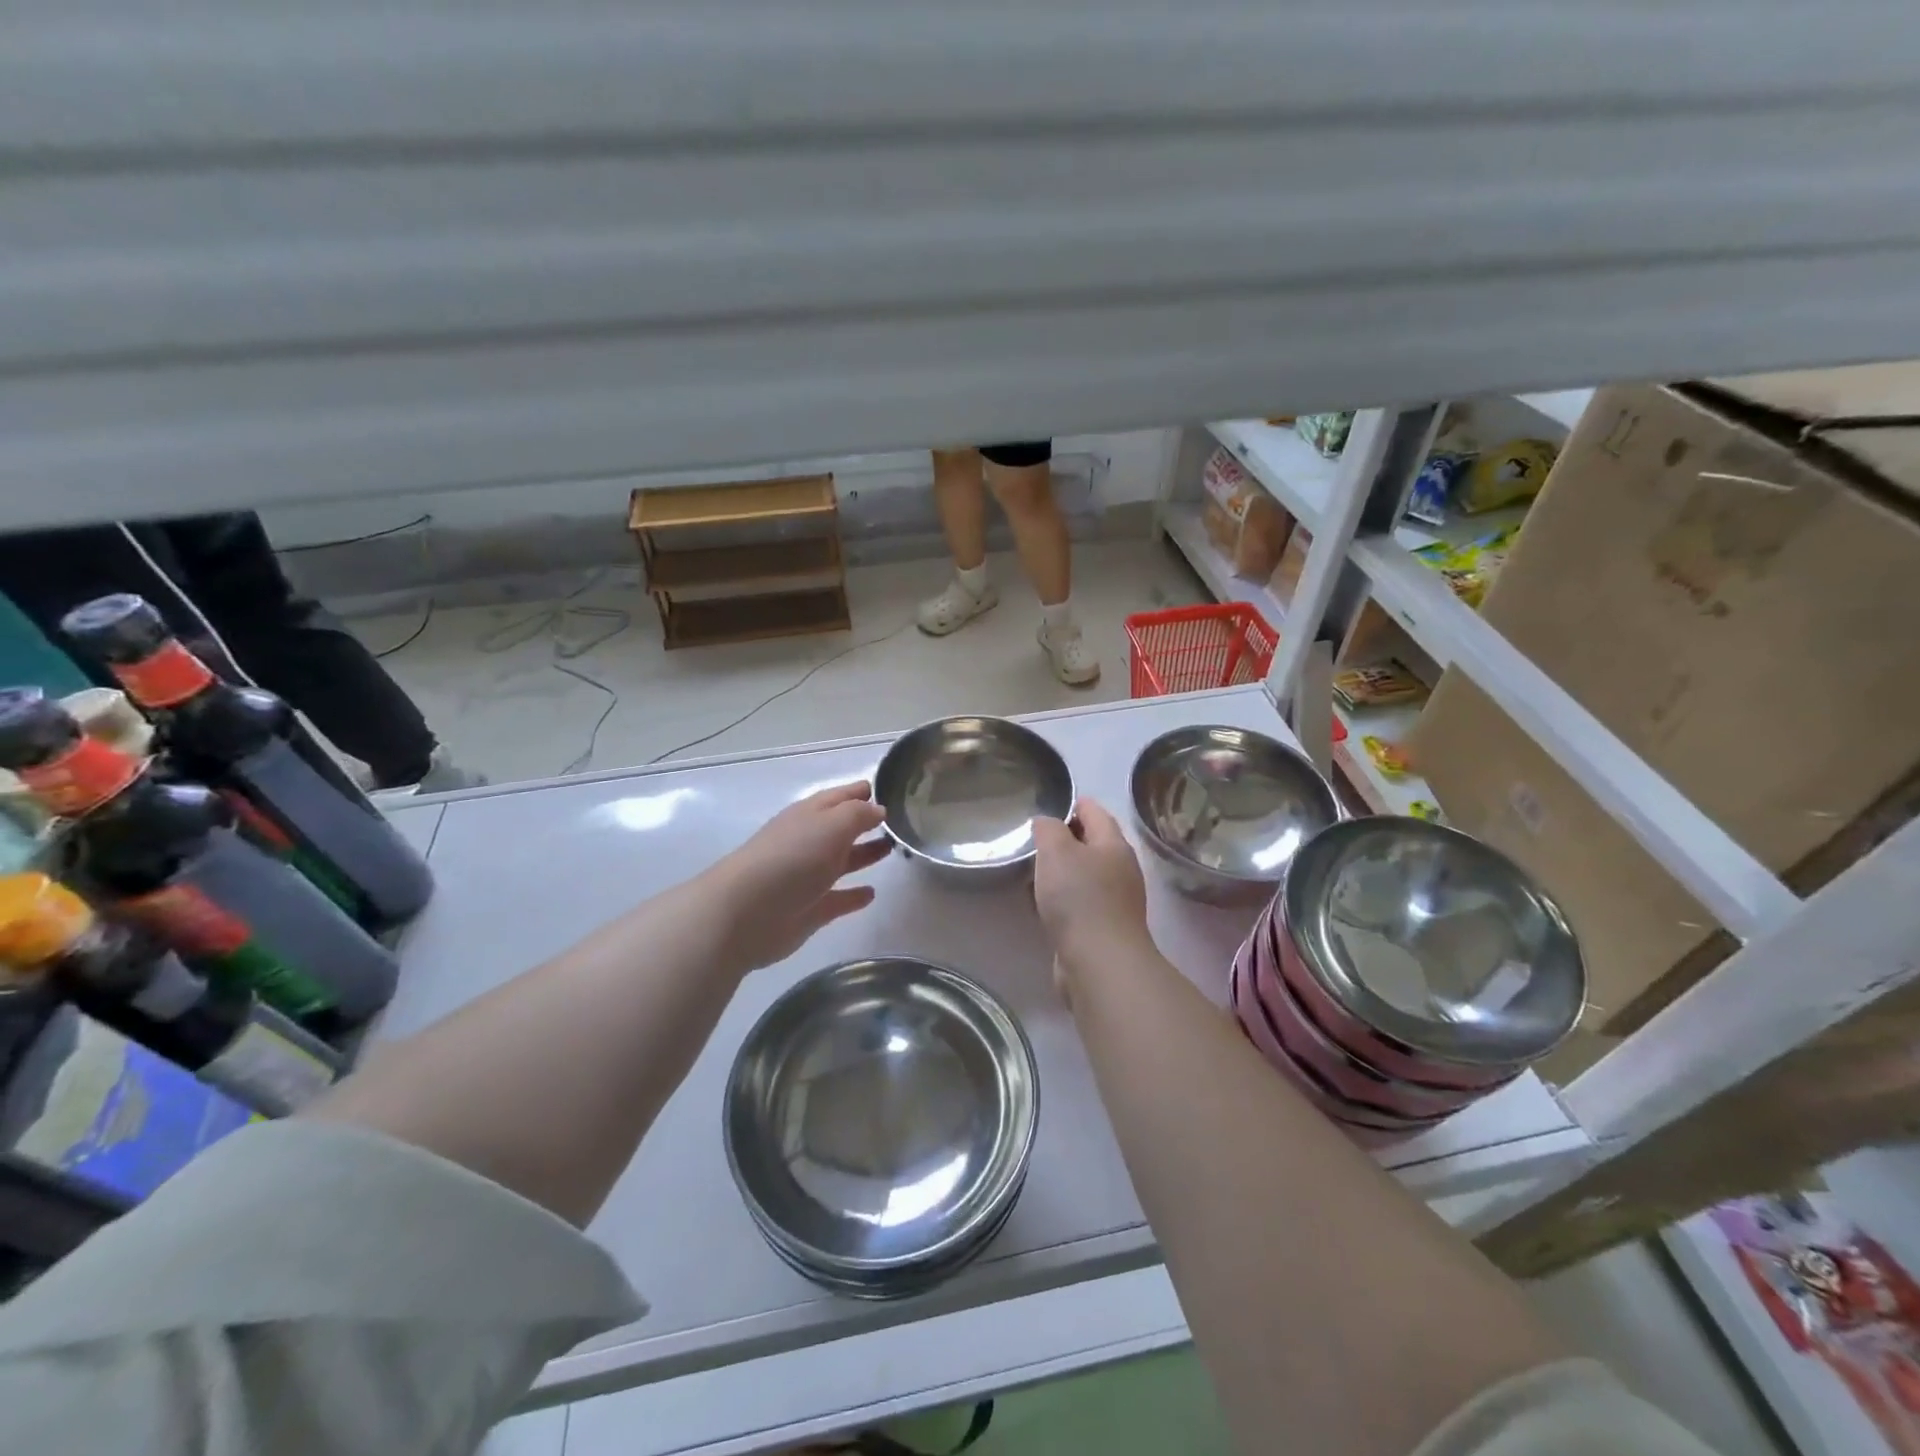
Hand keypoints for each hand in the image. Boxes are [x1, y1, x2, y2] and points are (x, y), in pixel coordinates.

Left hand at [708, 781, 889, 971]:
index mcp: (810, 815)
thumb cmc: (792, 859)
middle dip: (866, 823)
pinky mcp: (810, 910)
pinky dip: (853, 896)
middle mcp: (808, 842)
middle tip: (898, 823)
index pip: (840, 797)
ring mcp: (808, 877)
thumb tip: (879, 810)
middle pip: (842, 828)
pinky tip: (872, 894)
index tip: (888, 790)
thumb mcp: (831, 825)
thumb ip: (859, 814)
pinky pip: (838, 899)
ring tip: (891, 850)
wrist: (746, 913)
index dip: (861, 792)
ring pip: (842, 862)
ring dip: (864, 855)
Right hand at [1032, 798, 1150, 973]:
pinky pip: (1080, 902)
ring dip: (1062, 871)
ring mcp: (1115, 900)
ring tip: (1032, 870)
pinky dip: (1062, 898)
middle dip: (1065, 838)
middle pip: (1092, 843)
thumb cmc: (1079, 898)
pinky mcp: (1103, 927)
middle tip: (1033, 838)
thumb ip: (1049, 828)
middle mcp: (1120, 869)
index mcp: (1114, 844)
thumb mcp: (1057, 851)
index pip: (1094, 811)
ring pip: (1085, 874)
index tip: (1047, 805)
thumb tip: (1046, 823)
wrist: (1099, 962)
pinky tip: (1042, 904)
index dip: (1072, 803)